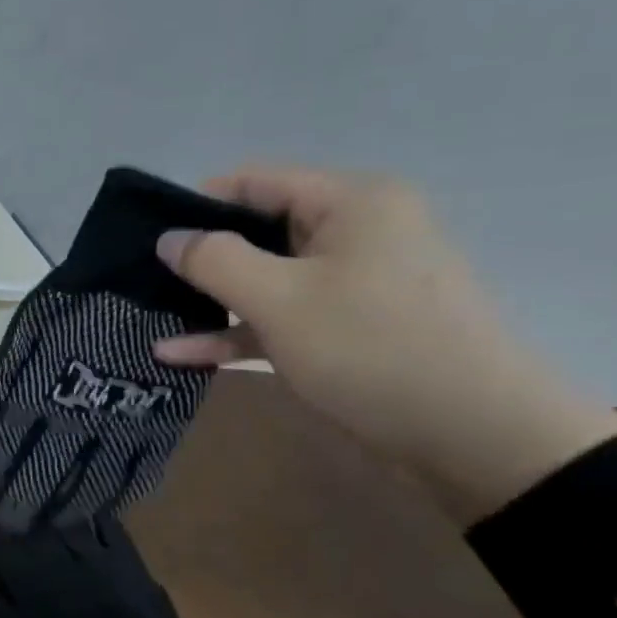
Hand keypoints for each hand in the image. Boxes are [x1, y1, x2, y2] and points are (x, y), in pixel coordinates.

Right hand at [152, 166, 616, 521]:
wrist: (473, 435)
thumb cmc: (370, 347)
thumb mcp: (278, 298)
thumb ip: (214, 260)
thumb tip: (170, 238)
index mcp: (351, 203)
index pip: (257, 182)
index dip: (198, 205)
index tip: (148, 240)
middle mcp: (357, 233)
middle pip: (260, 231)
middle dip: (201, 258)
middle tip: (143, 282)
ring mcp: (355, 284)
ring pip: (266, 280)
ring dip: (211, 301)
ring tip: (153, 317)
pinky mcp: (350, 329)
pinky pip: (281, 318)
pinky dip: (236, 332)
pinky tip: (181, 354)